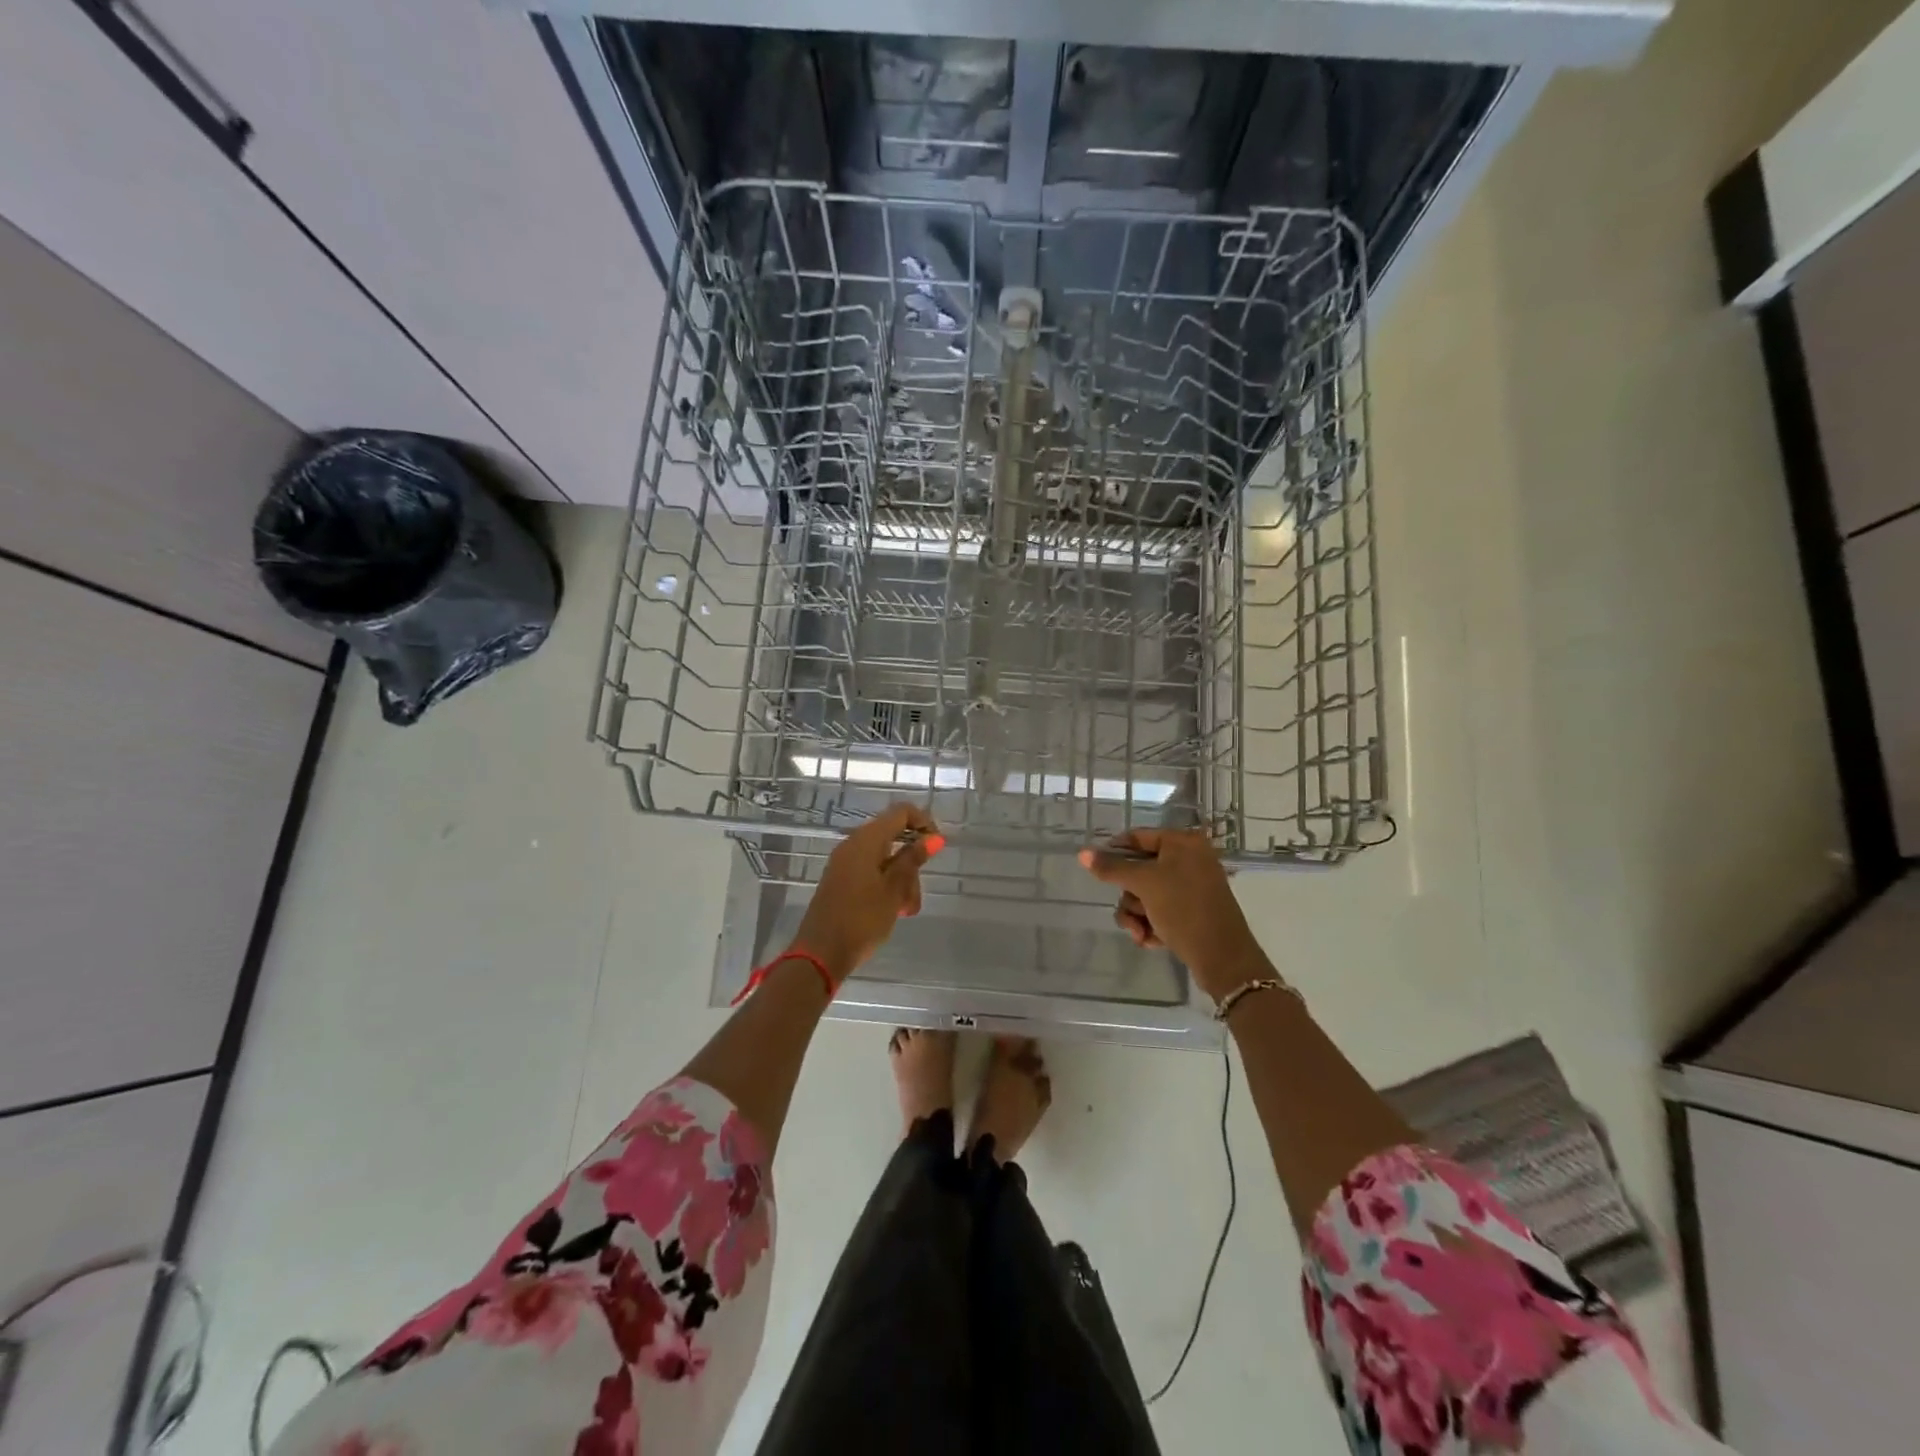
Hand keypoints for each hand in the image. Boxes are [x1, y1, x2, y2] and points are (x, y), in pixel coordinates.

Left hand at [792, 803, 942, 983]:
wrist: (820, 954)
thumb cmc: (862, 920)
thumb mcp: (894, 890)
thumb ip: (912, 860)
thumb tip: (934, 837)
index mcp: (866, 840)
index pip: (900, 813)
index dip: (923, 822)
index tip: (937, 846)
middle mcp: (853, 845)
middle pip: (893, 838)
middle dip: (912, 863)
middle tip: (917, 892)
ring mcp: (845, 863)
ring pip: (884, 860)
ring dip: (902, 880)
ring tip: (907, 910)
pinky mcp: (842, 881)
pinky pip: (871, 873)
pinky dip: (887, 886)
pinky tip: (894, 911)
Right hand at [1078, 829, 1274, 1000]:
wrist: (1223, 957)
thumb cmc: (1183, 908)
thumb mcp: (1144, 884)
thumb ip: (1112, 868)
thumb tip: (1082, 853)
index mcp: (1183, 843)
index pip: (1138, 837)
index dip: (1114, 851)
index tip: (1096, 870)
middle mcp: (1189, 860)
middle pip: (1139, 870)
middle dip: (1129, 896)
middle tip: (1131, 912)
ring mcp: (1192, 887)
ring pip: (1146, 894)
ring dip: (1137, 915)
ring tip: (1140, 933)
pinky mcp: (1192, 912)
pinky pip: (1160, 910)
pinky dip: (1151, 924)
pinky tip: (1151, 940)